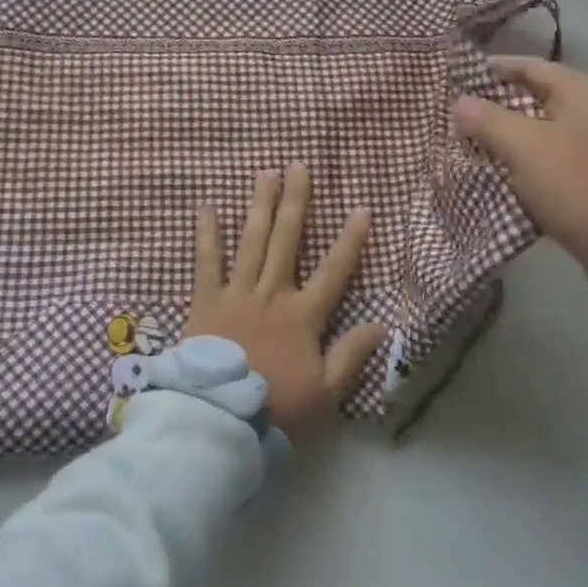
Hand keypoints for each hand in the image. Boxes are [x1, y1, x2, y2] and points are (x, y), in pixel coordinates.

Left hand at [182, 165, 386, 439]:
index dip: (350, 240)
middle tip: (298, 166)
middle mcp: (272, 294)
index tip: (361, 208)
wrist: (221, 420)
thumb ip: (351, 356)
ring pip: (251, 241)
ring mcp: (238, 293)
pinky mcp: (206, 301)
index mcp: (303, 316)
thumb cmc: (277, 410)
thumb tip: (381, 325)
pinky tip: (207, 208)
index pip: (334, 271)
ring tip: (265, 174)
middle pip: (287, 240)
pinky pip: (206, 262)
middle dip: (296, 202)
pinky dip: (207, 235)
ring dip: (259, 206)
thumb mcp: (326, 393)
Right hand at [453, 58, 587, 294]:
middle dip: (499, 106)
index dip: (492, 70)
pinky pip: (559, 154)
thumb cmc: (578, 185)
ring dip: (513, 134)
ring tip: (476, 143)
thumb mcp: (524, 147)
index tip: (458, 80)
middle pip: (540, 95)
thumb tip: (460, 102)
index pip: (531, 66)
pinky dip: (532, 157)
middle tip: (462, 116)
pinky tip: (506, 170)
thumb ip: (487, 119)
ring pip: (548, 127)